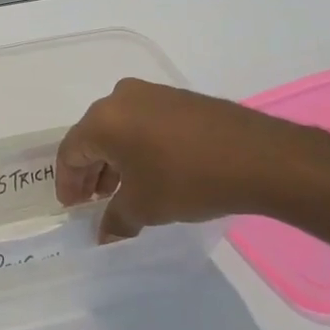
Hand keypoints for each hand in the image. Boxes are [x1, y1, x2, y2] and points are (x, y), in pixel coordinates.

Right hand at [56, 78, 307, 239]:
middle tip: (94, 200)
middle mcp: (120, 98)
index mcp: (102, 121)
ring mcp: (152, 94)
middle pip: (93, 137)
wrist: (261, 158)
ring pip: (119, 129)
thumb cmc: (188, 180)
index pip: (70, 152)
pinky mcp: (179, 98)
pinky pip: (144, 123)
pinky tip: (151, 170)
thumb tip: (104, 235)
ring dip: (115, 159)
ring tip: (123, 189)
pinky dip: (138, 146)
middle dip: (91, 171)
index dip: (68, 183)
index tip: (73, 207)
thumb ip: (116, 220)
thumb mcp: (145, 207)